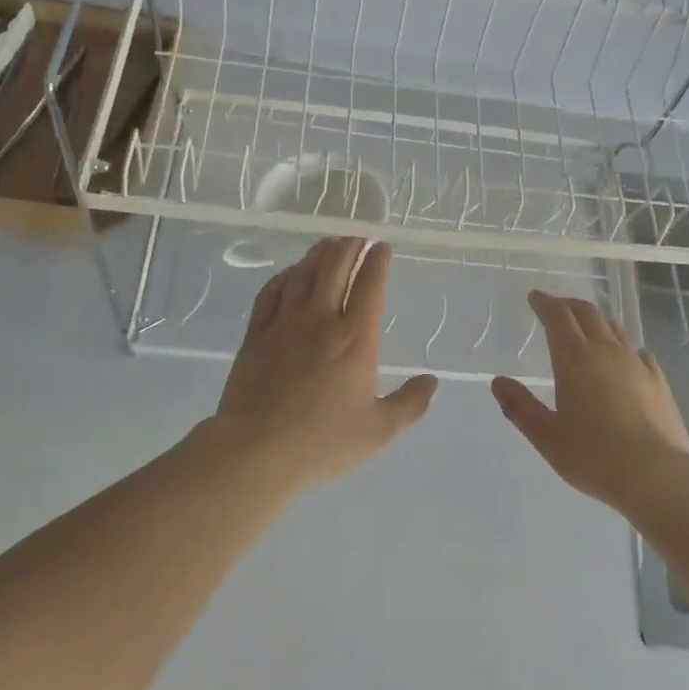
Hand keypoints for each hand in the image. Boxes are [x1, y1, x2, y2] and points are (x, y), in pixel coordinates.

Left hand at [205, 238, 437, 491]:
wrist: (256, 451)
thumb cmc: (323, 442)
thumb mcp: (378, 430)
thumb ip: (409, 403)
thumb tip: (431, 381)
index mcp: (356, 339)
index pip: (370, 285)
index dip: (377, 261)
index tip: (382, 247)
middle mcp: (321, 320)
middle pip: (335, 267)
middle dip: (349, 246)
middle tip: (357, 238)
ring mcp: (285, 324)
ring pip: (303, 274)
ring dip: (319, 254)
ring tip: (329, 245)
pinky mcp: (256, 334)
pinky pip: (271, 292)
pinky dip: (285, 276)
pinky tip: (290, 273)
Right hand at [491, 291, 688, 508]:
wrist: (656, 474)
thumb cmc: (593, 456)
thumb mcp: (546, 436)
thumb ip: (520, 407)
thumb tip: (498, 382)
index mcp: (574, 359)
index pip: (557, 317)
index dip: (545, 303)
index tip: (535, 297)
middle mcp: (606, 351)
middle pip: (587, 313)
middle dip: (568, 305)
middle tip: (556, 307)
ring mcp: (636, 363)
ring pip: (613, 328)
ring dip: (596, 321)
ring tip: (586, 327)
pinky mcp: (658, 380)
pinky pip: (638, 350)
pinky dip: (623, 345)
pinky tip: (624, 357)